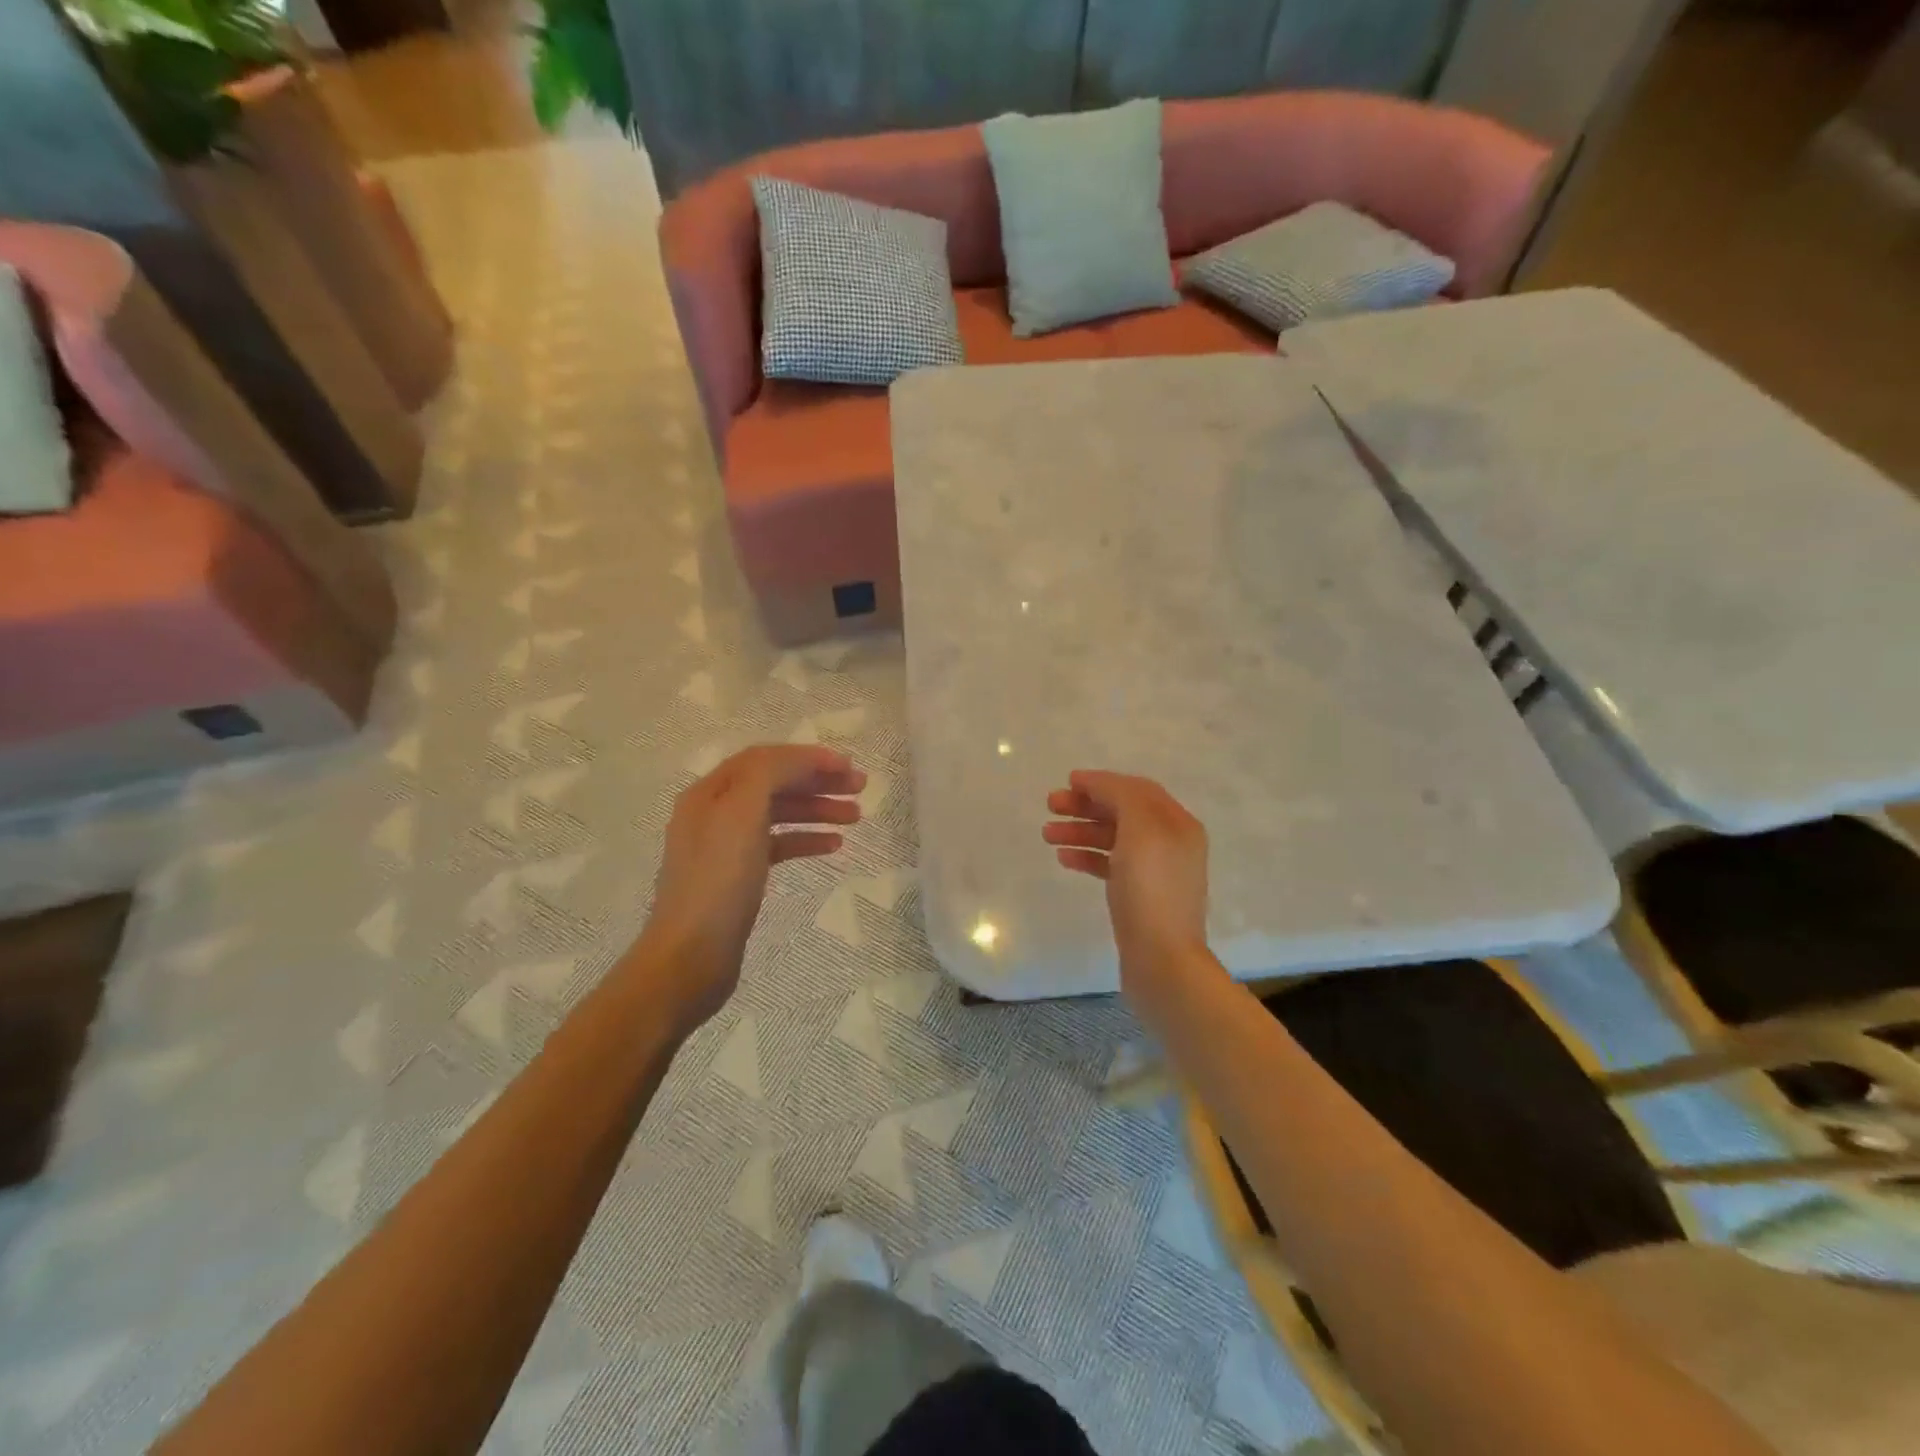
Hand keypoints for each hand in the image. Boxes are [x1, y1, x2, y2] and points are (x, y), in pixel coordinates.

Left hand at [639, 745, 864, 1029]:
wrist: (691, 957)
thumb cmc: (718, 881)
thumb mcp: (741, 813)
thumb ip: (769, 773)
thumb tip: (800, 761)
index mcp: (710, 792)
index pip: (765, 759)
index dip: (808, 757)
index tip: (849, 766)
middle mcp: (715, 813)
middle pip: (774, 783)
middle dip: (817, 781)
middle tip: (860, 788)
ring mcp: (726, 847)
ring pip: (779, 814)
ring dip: (817, 809)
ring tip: (855, 816)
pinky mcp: (738, 877)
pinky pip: (778, 845)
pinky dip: (806, 840)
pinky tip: (833, 846)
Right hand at [1042, 771, 1212, 1003]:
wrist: (1162, 960)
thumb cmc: (1151, 889)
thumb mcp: (1140, 829)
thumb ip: (1121, 796)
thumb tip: (1097, 784)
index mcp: (1177, 824)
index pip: (1137, 790)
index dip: (1103, 782)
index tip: (1068, 782)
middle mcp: (1169, 843)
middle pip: (1123, 812)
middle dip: (1086, 806)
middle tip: (1051, 805)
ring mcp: (1154, 872)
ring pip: (1112, 839)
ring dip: (1080, 830)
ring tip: (1047, 834)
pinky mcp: (1138, 896)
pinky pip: (1110, 865)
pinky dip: (1087, 857)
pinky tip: (1064, 858)